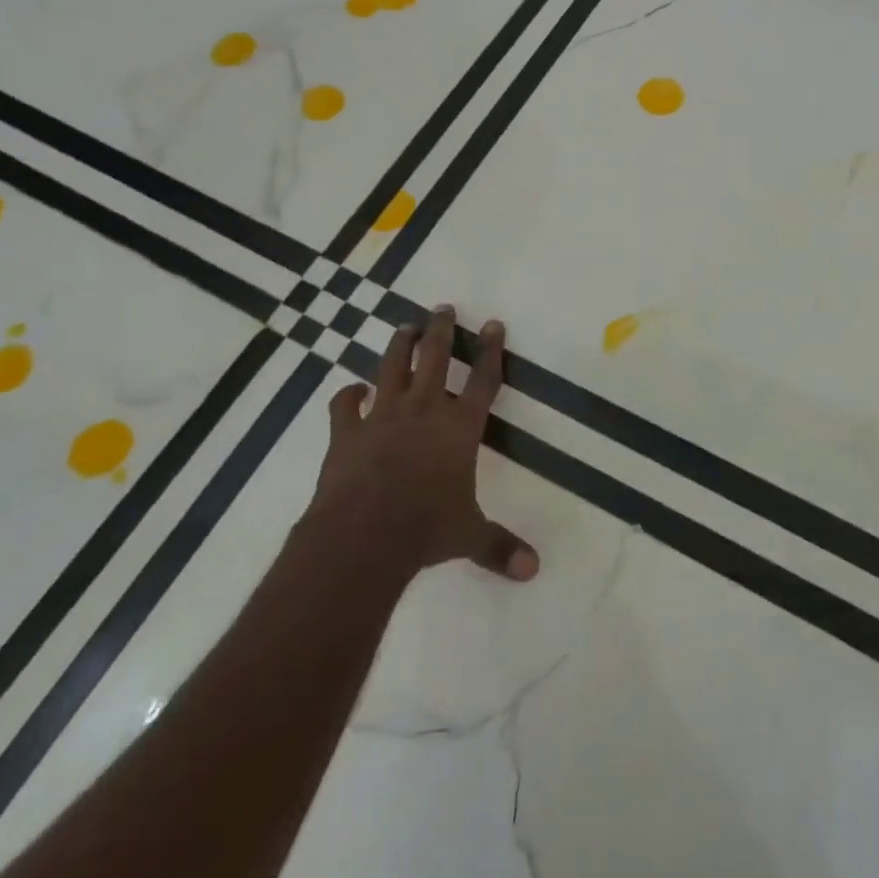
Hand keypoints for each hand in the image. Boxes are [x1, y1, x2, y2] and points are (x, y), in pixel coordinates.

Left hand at [311, 304, 539, 581]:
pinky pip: (344, 404)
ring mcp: (381, 416)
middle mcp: (423, 409)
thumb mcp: (469, 536)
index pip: (482, 378)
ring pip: (391, 367)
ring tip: (405, 327)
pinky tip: (351, 390)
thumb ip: (499, 546)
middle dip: (441, 329)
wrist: (363, 536)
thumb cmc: (426, 529)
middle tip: (441, 307)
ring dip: (399, 345)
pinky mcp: (346, 431)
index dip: (491, 350)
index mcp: (459, 426)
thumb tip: (534, 570)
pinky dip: (347, 395)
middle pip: (435, 357)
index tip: (492, 324)